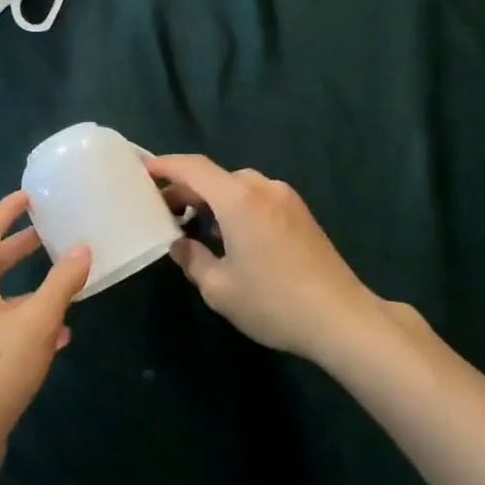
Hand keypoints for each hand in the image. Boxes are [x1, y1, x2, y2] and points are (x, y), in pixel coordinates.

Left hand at [0, 190, 91, 484]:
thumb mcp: (36, 322)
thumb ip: (61, 283)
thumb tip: (83, 247)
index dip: (7, 209)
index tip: (31, 195)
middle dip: (21, 246)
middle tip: (52, 232)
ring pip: (1, 297)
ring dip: (30, 287)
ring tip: (64, 282)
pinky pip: (4, 327)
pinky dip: (29, 321)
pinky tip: (59, 336)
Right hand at [147, 155, 388, 362]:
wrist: (342, 319)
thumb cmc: (274, 301)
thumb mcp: (219, 288)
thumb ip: (191, 259)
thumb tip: (179, 244)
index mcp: (238, 198)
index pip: (192, 167)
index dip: (165, 166)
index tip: (142, 171)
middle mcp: (262, 187)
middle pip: (215, 176)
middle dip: (186, 189)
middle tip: (163, 212)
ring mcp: (285, 198)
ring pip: (237, 186)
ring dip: (212, 199)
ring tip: (195, 226)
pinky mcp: (300, 213)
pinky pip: (257, 197)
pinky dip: (235, 206)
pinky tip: (230, 236)